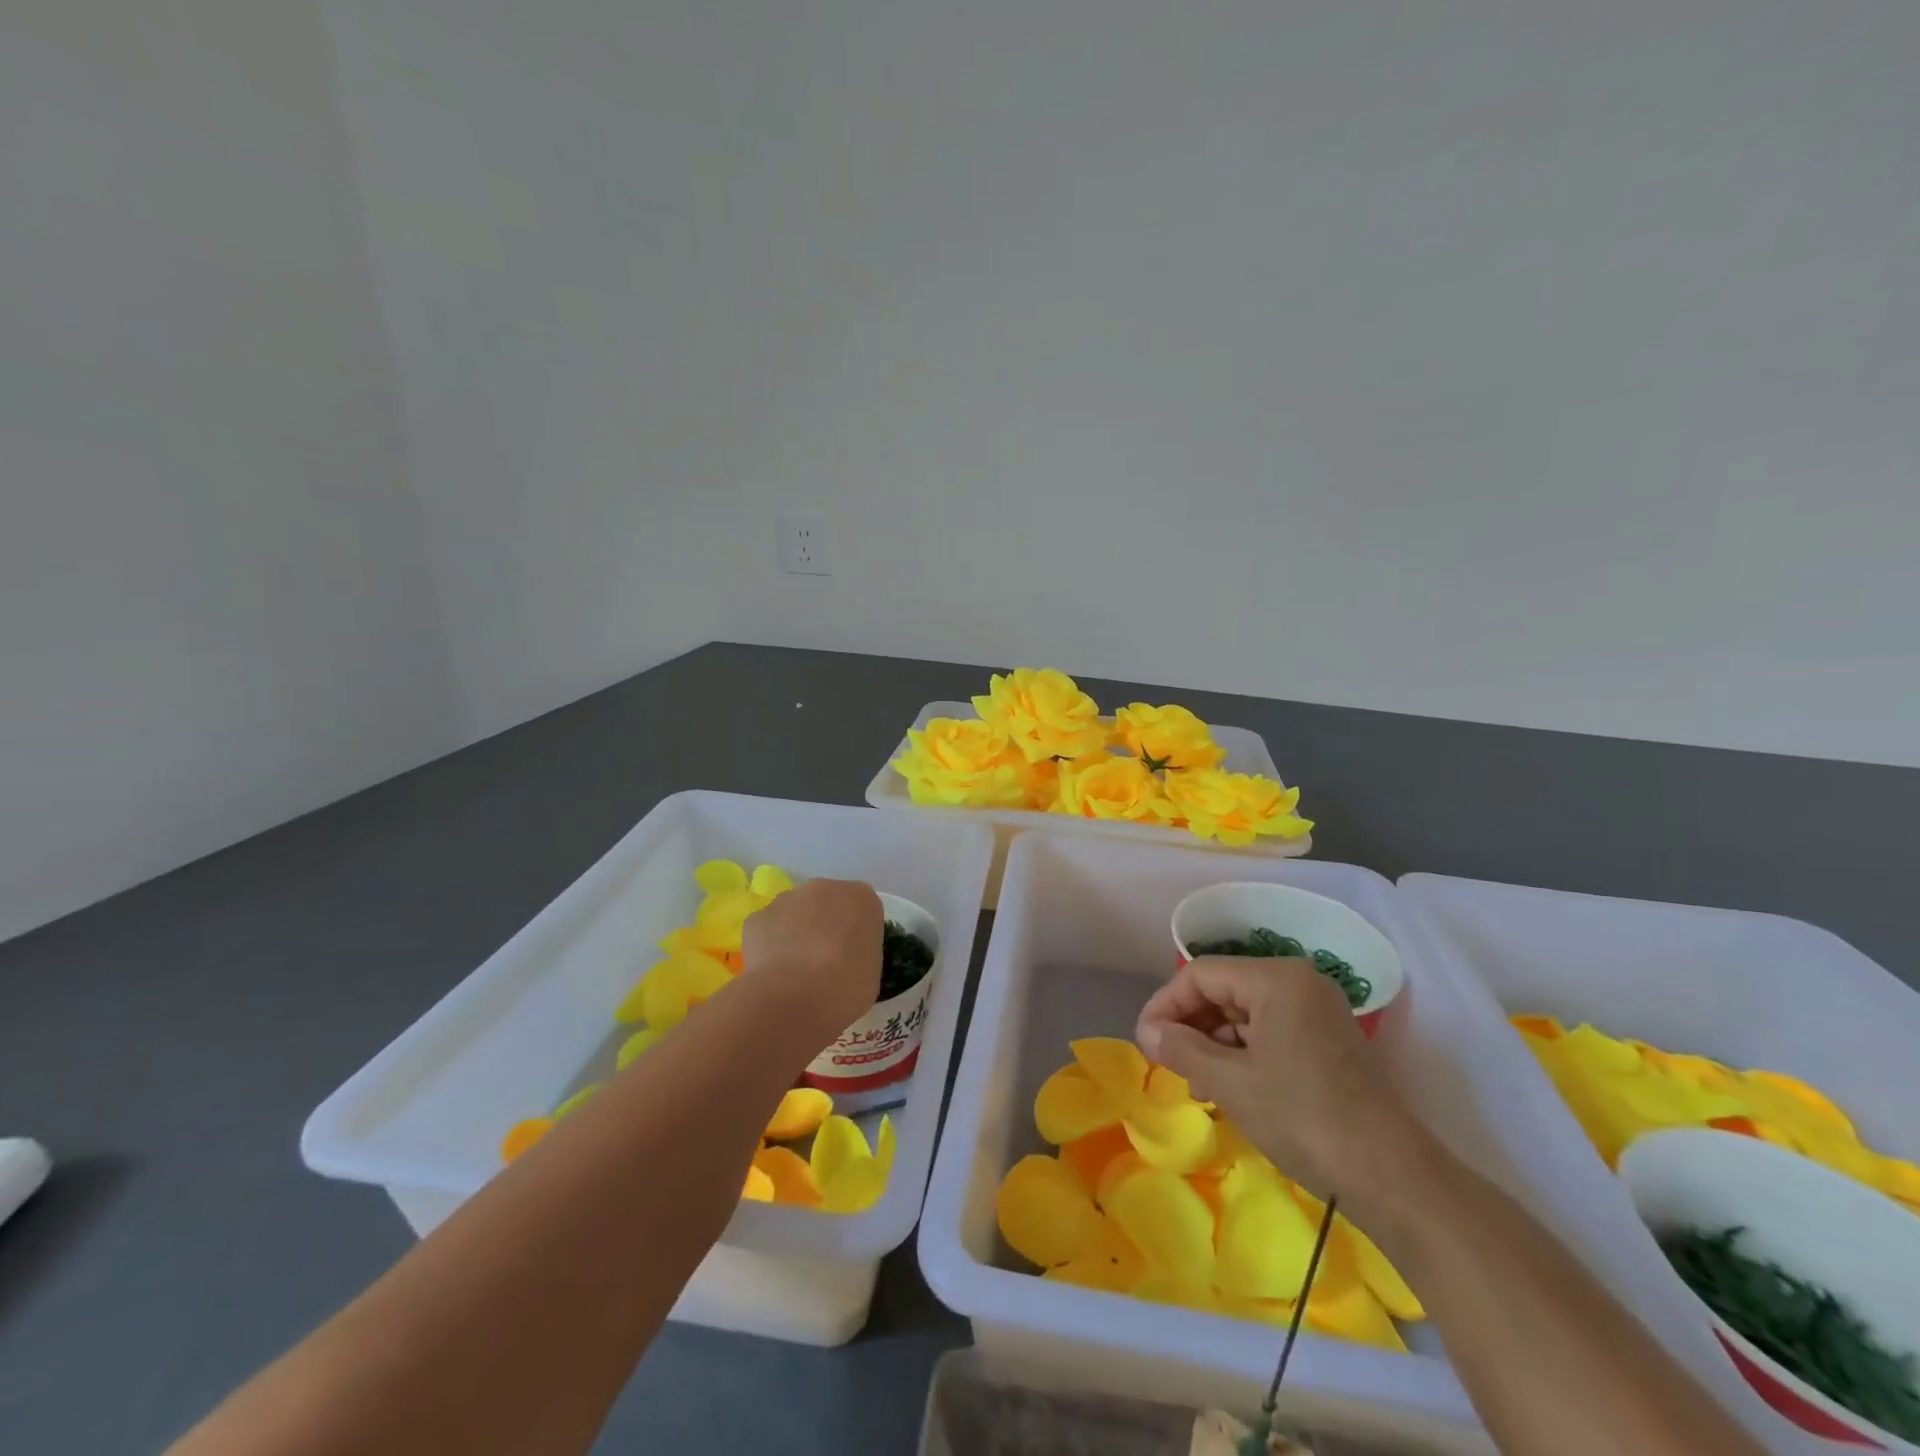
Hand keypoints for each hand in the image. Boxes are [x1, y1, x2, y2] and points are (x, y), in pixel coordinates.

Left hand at [739, 878, 883, 1044]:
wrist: (795, 997)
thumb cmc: (846, 987)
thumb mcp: (871, 972)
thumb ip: (860, 952)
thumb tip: (845, 958)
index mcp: (862, 898)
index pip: (862, 908)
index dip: (855, 932)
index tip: (852, 956)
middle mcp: (825, 888)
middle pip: (826, 902)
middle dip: (824, 924)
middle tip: (823, 961)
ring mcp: (787, 898)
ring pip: (793, 912)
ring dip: (795, 932)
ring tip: (794, 971)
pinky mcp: (757, 917)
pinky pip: (767, 928)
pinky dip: (769, 945)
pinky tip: (773, 972)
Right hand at [1136, 956, 1428, 1206]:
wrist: (1393, 1177)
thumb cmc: (1303, 1118)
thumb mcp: (1230, 1083)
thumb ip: (1181, 1049)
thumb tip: (1146, 1032)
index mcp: (1276, 978)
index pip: (1201, 974)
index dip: (1165, 1005)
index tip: (1145, 1042)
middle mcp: (1298, 981)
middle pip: (1223, 989)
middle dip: (1190, 1025)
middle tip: (1167, 1063)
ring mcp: (1316, 1009)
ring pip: (1244, 1011)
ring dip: (1213, 1042)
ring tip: (1196, 1081)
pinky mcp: (1326, 1038)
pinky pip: (1268, 1029)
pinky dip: (1242, 1051)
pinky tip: (1227, 1084)